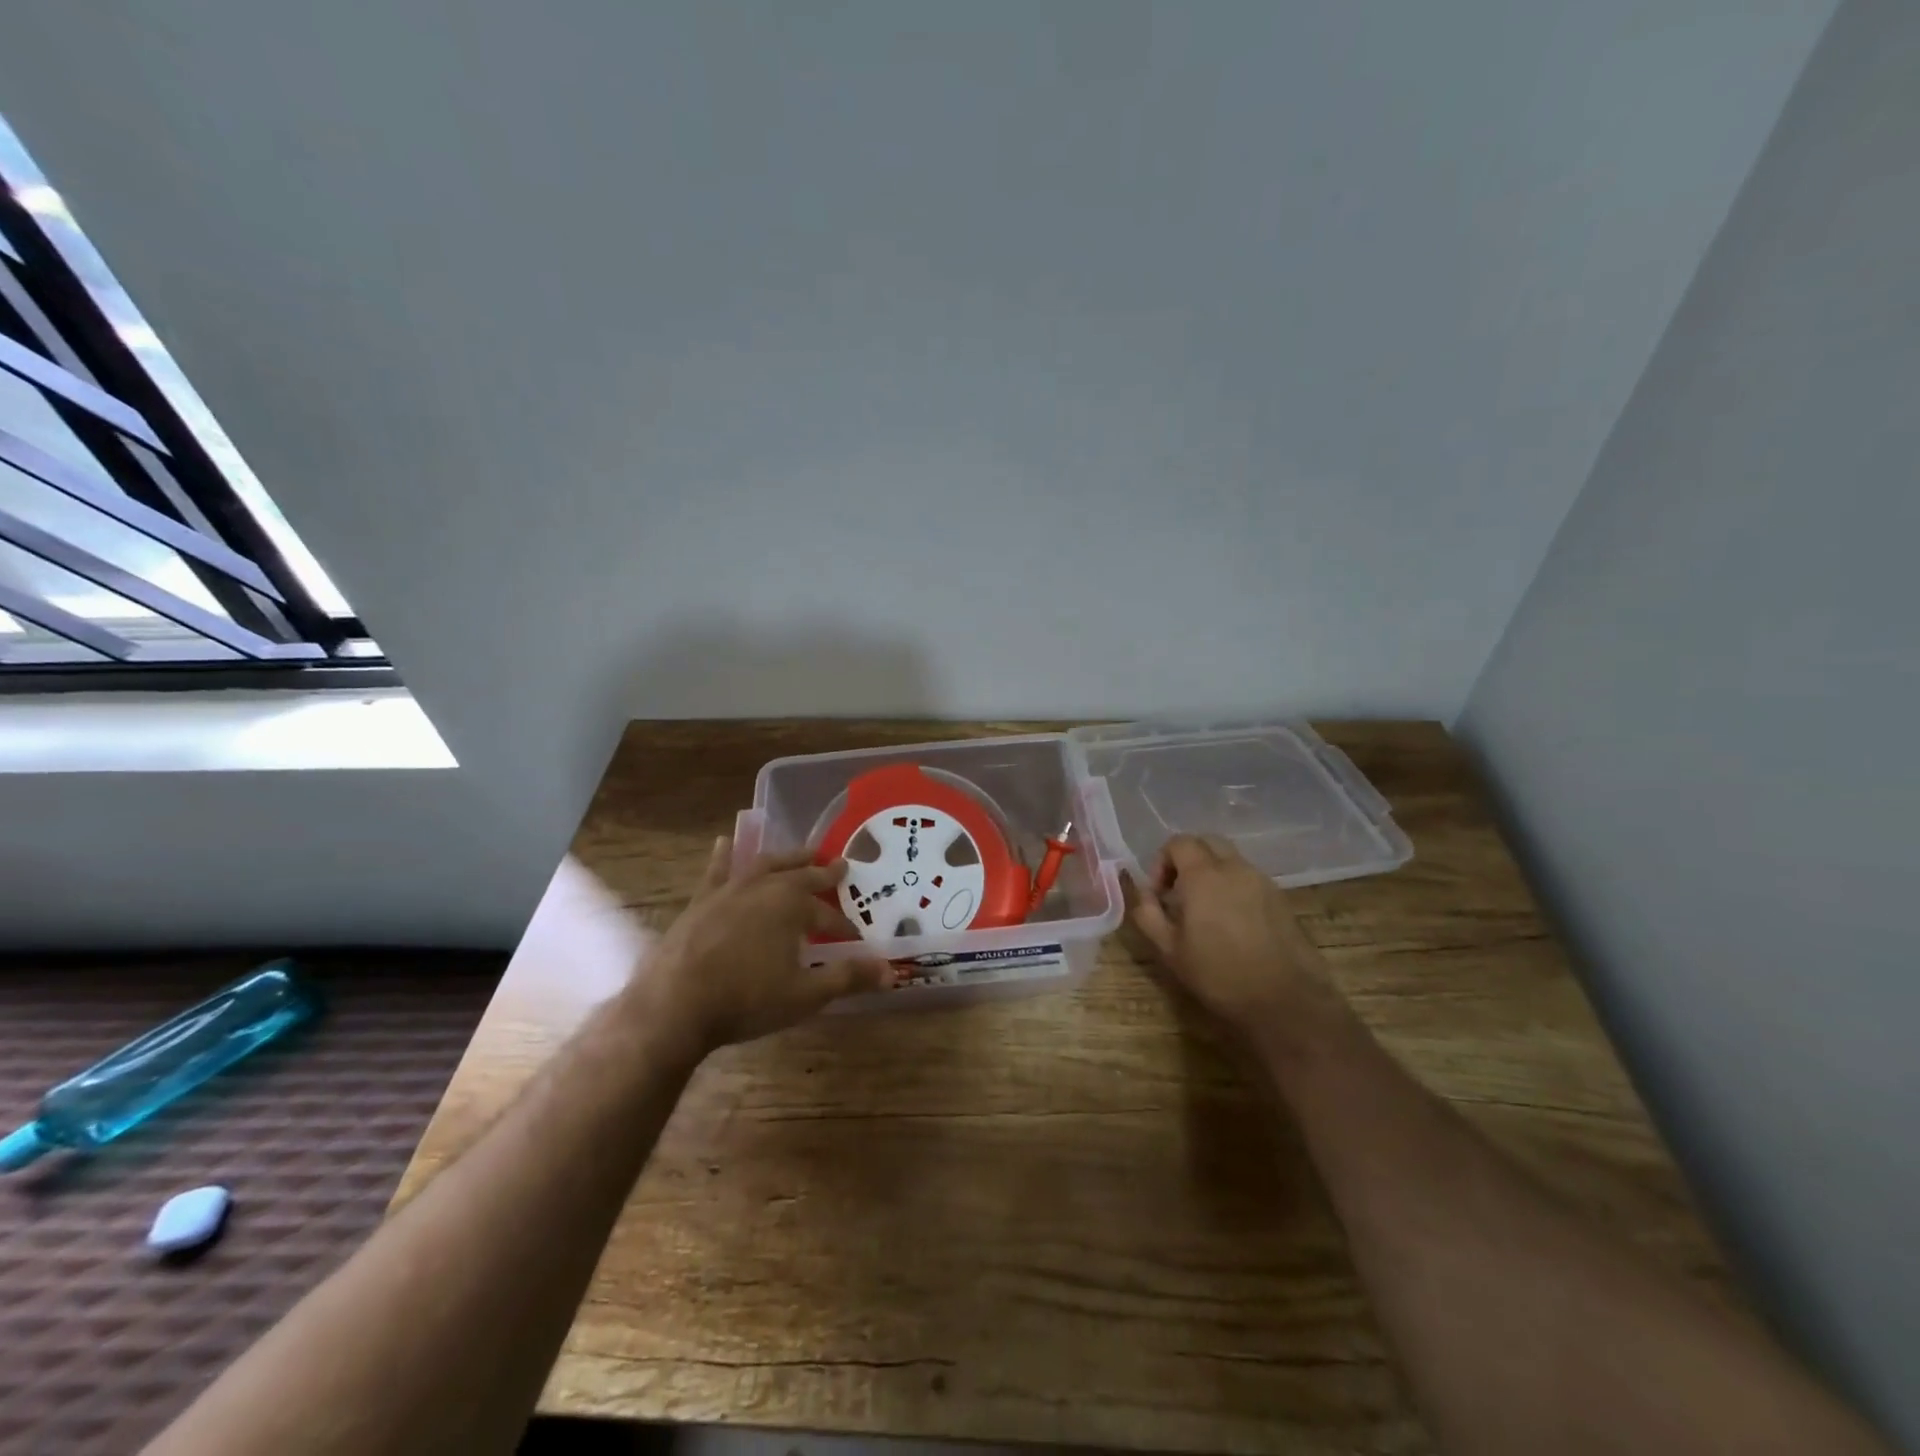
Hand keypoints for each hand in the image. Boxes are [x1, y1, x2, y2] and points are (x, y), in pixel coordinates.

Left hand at [641, 839, 893, 1054]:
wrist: (674, 1005)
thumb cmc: (746, 999)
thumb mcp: (805, 995)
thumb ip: (847, 978)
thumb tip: (890, 971)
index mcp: (793, 906)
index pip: (828, 916)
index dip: (844, 928)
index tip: (855, 939)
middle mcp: (765, 887)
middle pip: (801, 876)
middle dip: (822, 873)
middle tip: (839, 865)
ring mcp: (730, 890)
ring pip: (766, 865)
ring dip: (787, 858)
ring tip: (801, 853)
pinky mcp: (701, 901)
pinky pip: (718, 871)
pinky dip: (725, 856)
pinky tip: (726, 843)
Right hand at [1126, 834, 1345, 1041]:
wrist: (1287, 1001)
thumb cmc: (1220, 976)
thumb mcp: (1170, 951)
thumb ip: (1148, 914)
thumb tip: (1142, 892)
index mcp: (1204, 876)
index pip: (1179, 843)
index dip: (1162, 861)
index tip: (1159, 894)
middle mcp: (1235, 868)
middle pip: (1207, 842)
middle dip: (1188, 859)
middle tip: (1179, 892)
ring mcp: (1262, 881)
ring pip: (1230, 859)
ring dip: (1212, 873)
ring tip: (1205, 910)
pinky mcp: (1281, 899)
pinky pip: (1249, 878)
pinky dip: (1233, 887)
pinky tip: (1232, 923)